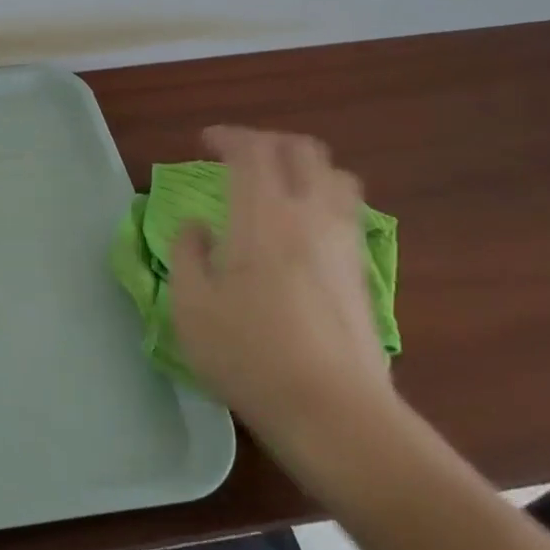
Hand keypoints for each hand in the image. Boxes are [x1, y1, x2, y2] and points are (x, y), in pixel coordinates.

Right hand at [169, 126, 399, 482]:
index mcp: (263, 216)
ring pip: (336, 176)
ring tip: (277, 185)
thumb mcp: (190, 305)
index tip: (204, 143)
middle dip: (268, 142)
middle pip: (302, 150)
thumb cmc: (249, 354)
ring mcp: (344, 242)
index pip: (252, 151)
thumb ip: (186, 254)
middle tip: (239, 156)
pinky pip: (347, 211)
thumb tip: (196, 227)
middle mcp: (310, 215)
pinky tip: (301, 229)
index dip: (227, 136)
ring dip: (303, 167)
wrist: (334, 412)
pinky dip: (322, 198)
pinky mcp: (363, 271)